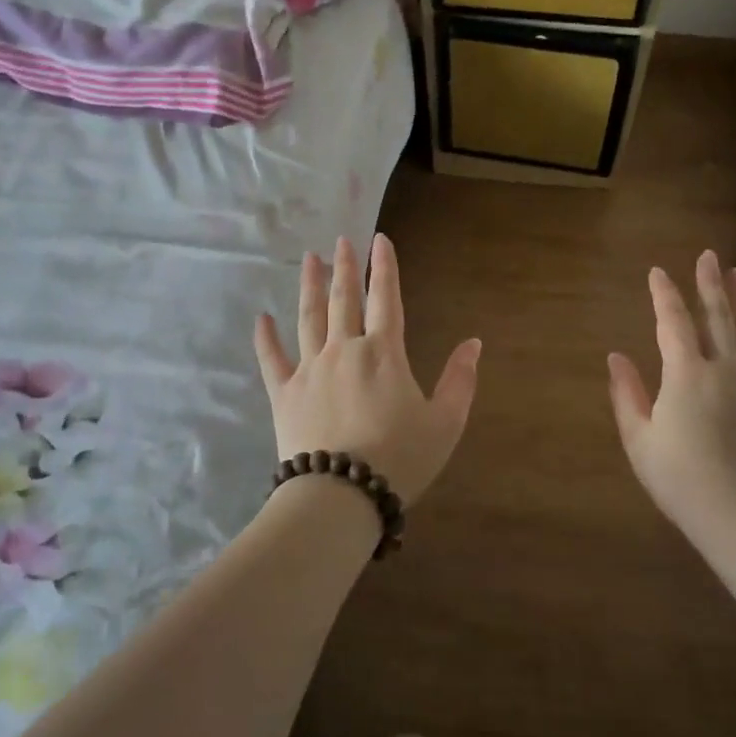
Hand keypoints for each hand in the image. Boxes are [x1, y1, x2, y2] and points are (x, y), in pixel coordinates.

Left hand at [255, 234, 481, 507]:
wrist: (341, 496)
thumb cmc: (400, 459)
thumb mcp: (445, 422)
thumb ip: (460, 380)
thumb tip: (474, 343)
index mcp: (383, 352)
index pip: (386, 297)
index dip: (384, 266)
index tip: (379, 239)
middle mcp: (344, 349)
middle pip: (343, 299)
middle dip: (344, 267)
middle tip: (341, 241)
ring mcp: (310, 369)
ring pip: (308, 317)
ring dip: (309, 285)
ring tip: (309, 259)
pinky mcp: (284, 394)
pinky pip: (271, 358)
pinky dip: (266, 337)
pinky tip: (262, 317)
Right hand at [607, 250, 735, 539]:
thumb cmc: (679, 477)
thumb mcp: (639, 439)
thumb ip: (626, 394)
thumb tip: (616, 358)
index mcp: (685, 375)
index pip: (674, 323)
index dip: (664, 295)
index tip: (658, 272)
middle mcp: (722, 370)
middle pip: (718, 317)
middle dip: (710, 284)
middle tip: (709, 256)